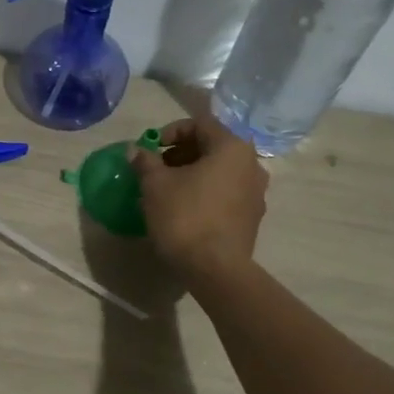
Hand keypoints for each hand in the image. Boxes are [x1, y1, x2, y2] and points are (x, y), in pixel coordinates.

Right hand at [129, 116, 267, 281]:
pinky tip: (185, 209)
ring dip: (193, 174)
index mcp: (232, 148)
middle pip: (212, 146)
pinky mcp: (252, 217)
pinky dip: (205, 192)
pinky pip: (226, 193)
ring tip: (167, 190)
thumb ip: (145, 161)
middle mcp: (252, 164)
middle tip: (156, 169)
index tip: (151, 149)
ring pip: (220, 171)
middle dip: (181, 153)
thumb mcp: (155, 185)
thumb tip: (136, 150)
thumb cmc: (185, 217)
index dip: (171, 131)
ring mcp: (256, 192)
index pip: (200, 123)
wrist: (215, 269)